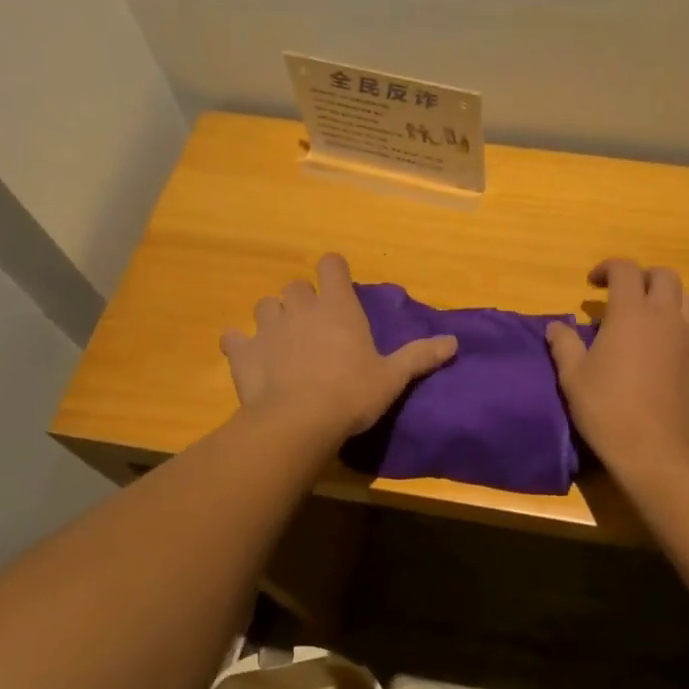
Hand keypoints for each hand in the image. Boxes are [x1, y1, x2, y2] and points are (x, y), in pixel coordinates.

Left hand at [220, 253, 456, 439]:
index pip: (331, 266)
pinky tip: (250, 358)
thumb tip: (454, 342)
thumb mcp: (392, 377)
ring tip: (283, 340)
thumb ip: (421, 356)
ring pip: (265, 306)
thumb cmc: (352, 394)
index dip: (334, 271)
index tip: (339, 286)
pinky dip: (241, 344)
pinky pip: (234, 338)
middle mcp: (300, 308)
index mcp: (338, 307)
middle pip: (296, 286)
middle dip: (303, 299)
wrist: (299, 422)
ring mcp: (267, 328)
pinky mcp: (243, 353)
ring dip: (274, 317)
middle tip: (314, 324)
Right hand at [546, 259, 688, 470]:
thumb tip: (556, 326)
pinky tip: (667, 353)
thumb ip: (564, 344)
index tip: (594, 284)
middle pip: (664, 276)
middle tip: (625, 297)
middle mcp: (667, 317)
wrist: (655, 449)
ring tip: (651, 320)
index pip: (625, 270)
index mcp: (631, 313)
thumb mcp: (572, 376)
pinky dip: (681, 331)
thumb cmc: (607, 409)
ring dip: (668, 300)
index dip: (608, 268)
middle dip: (643, 279)